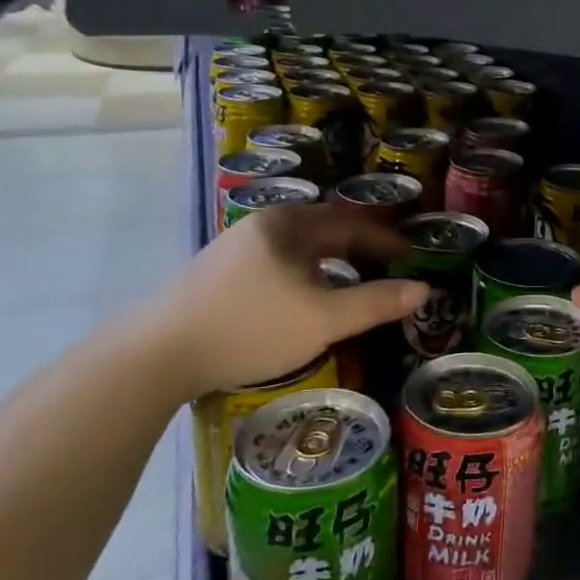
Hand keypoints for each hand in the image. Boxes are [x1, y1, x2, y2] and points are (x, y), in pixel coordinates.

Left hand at [139, 205, 426, 404]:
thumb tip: (423, 290)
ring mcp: (235, 248)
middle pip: (324, 231)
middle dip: (359, 249)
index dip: (386, 242)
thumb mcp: (323, 319)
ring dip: (331, 263)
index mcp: (289, 226)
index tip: (412, 259)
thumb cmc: (249, 328)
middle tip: (387, 270)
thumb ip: (376, 303)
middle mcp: (262, 226)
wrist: (156, 355)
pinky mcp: (216, 274)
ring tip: (351, 285)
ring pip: (298, 249)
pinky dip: (304, 275)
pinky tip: (303, 300)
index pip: (351, 224)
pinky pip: (277, 264)